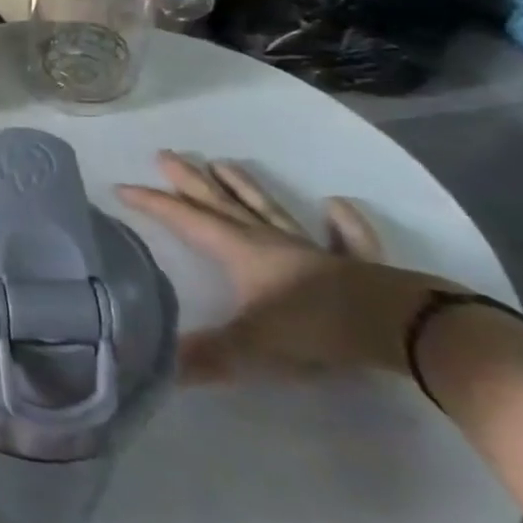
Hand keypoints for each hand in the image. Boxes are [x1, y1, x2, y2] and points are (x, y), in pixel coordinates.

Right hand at [116, 151, 455, 381]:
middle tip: (167, 154)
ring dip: (245, 187)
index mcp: (238, 251)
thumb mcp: (251, 348)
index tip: (122, 187)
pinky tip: (335, 205)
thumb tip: (158, 368)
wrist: (400, 327)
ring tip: (225, 163)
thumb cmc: (314, 328)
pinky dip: (341, 222)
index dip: (152, 203)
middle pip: (221, 203)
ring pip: (270, 210)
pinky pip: (345, 238)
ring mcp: (312, 249)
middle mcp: (267, 241)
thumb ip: (204, 358)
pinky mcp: (355, 265)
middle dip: (190, 180)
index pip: (185, 219)